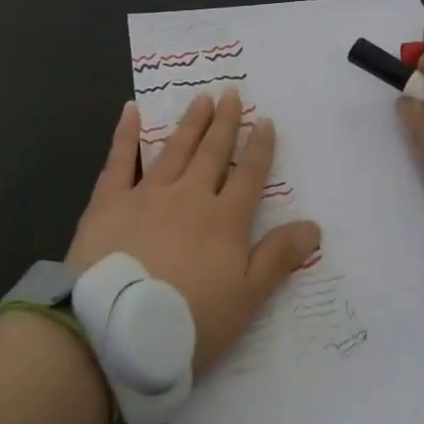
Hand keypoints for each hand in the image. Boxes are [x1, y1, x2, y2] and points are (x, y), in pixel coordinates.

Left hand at [67, 90, 321, 373]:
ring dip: (191, 123)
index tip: (266, 121)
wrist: (115, 330)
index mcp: (225, 219)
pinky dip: (126, 134)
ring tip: (202, 99)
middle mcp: (190, 196)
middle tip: (232, 93)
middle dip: (225, 123)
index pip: (249, 176)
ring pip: (175, 149)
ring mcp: (148, 194)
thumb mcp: (246, 298)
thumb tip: (314, 225)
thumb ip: (278, 258)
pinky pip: (119, 160)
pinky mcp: (109, 201)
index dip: (260, 148)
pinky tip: (131, 110)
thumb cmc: (188, 321)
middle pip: (213, 153)